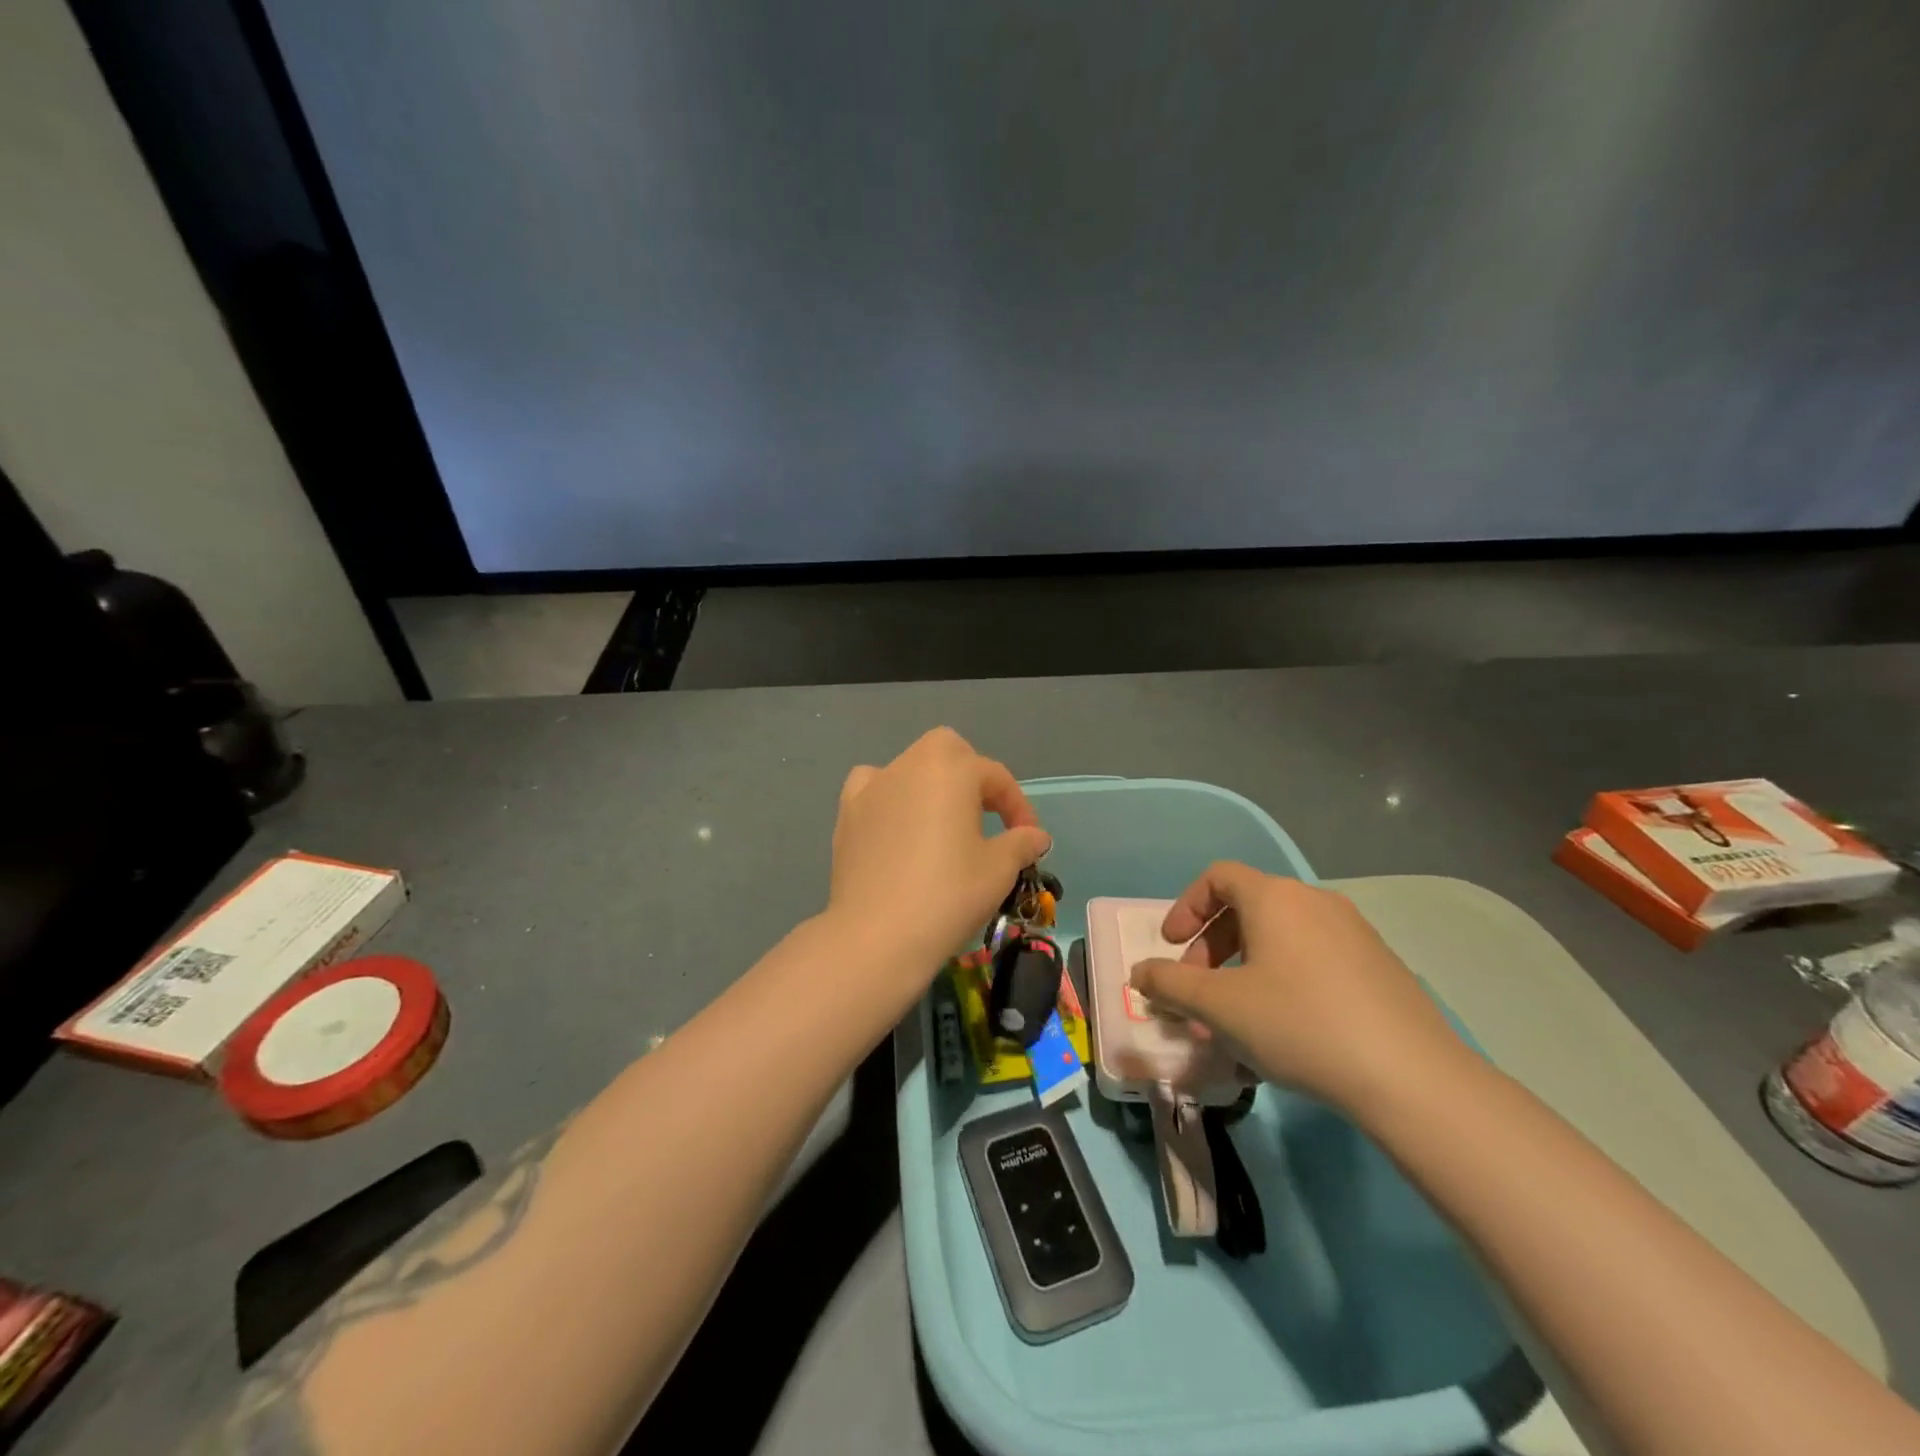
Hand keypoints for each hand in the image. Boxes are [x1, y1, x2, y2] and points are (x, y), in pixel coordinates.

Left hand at [828, 727, 1050, 985]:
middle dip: (972, 776)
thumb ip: (1020, 843)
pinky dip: (890, 798)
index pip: (994, 776)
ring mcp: (873, 787)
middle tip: (987, 816)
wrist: (877, 936)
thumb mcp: (999, 870)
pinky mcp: (847, 814)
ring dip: (932, 785)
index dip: (1018, 806)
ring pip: (909, 767)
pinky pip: (874, 789)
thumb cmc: (948, 895)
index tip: (1030, 839)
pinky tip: (898, 825)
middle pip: (948, 752)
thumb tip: (1035, 836)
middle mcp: (909, 765)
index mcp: (951, 769)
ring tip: (943, 822)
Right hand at [1129, 862, 1467, 1115]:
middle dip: (1212, 946)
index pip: (1218, 877)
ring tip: (1238, 1017)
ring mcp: (1354, 932)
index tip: (1171, 948)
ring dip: (1246, 967)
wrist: (1411, 1077)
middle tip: (1199, 990)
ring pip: (1282, 936)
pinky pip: (1315, 958)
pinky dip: (1285, 978)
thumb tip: (1140, 973)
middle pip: (1248, 907)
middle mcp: (1314, 901)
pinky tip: (1286, 1028)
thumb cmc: (1299, 1024)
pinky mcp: (1380, 966)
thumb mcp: (1218, 1006)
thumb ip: (1170, 984)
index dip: (1186, 908)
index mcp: (1275, 898)